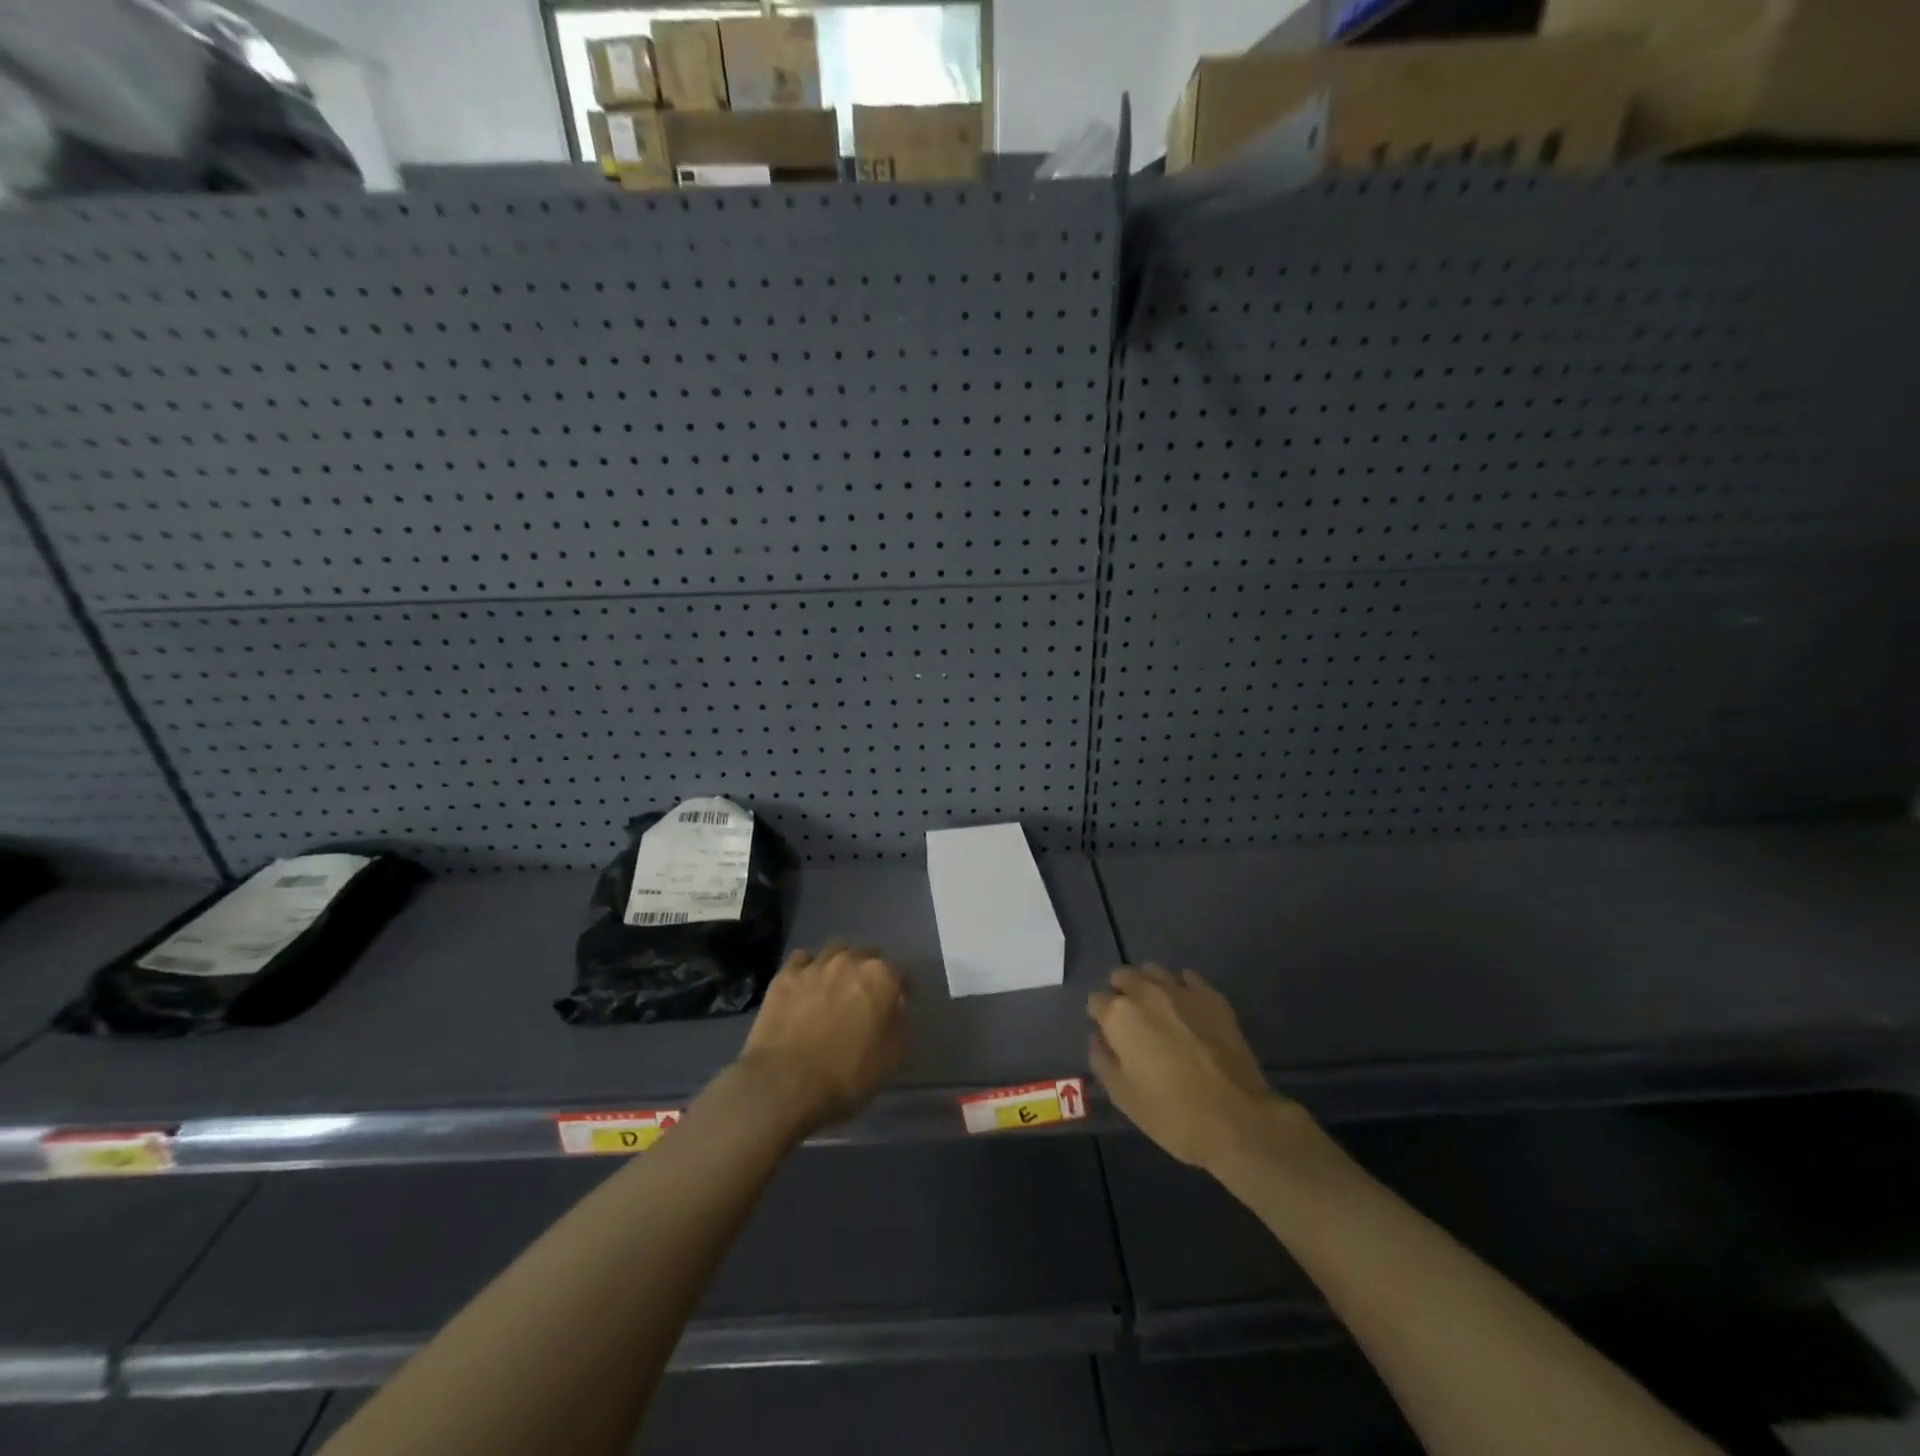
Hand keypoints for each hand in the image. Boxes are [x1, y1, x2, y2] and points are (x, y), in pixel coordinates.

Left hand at [738, 942, 906, 1133]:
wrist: (784, 1083)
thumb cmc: (846, 1075)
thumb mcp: (891, 1057)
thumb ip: (900, 1023)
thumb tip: (896, 1006)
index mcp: (881, 977)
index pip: (900, 973)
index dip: (899, 990)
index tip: (895, 1006)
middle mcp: (850, 960)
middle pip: (868, 956)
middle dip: (869, 972)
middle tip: (864, 998)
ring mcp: (815, 964)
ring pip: (835, 951)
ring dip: (840, 965)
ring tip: (835, 988)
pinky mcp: (785, 975)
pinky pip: (802, 959)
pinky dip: (808, 968)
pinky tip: (806, 985)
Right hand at [1088, 965, 1296, 1170]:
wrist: (1237, 1118)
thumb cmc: (1172, 1113)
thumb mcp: (1124, 1097)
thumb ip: (1102, 1061)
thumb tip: (1096, 1039)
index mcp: (1119, 1016)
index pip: (1096, 1001)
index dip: (1099, 1018)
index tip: (1108, 1036)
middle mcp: (1146, 992)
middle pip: (1122, 976)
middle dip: (1120, 993)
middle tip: (1130, 1022)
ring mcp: (1181, 991)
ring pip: (1153, 970)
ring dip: (1148, 984)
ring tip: (1156, 1010)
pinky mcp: (1212, 997)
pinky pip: (1188, 977)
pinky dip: (1181, 986)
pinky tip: (1186, 1009)